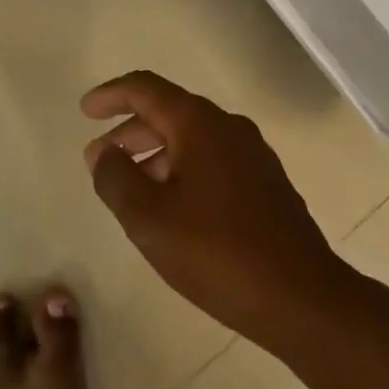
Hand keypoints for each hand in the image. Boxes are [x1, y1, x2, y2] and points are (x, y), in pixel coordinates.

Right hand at [83, 71, 353, 348]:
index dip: (111, 95)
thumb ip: (115, 178)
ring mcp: (253, 156)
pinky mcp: (266, 185)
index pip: (145, 89)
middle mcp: (228, 127)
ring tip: (130, 187)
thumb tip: (103, 153)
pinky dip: (182, 171)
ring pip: (191, 140)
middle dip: (129, 131)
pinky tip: (172, 208)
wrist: (303, 299)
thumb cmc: (217, 252)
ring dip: (155, 154)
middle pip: (168, 112)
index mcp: (199, 123)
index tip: (85, 111)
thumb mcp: (148, 218)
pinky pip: (212, 161)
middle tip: (100, 158)